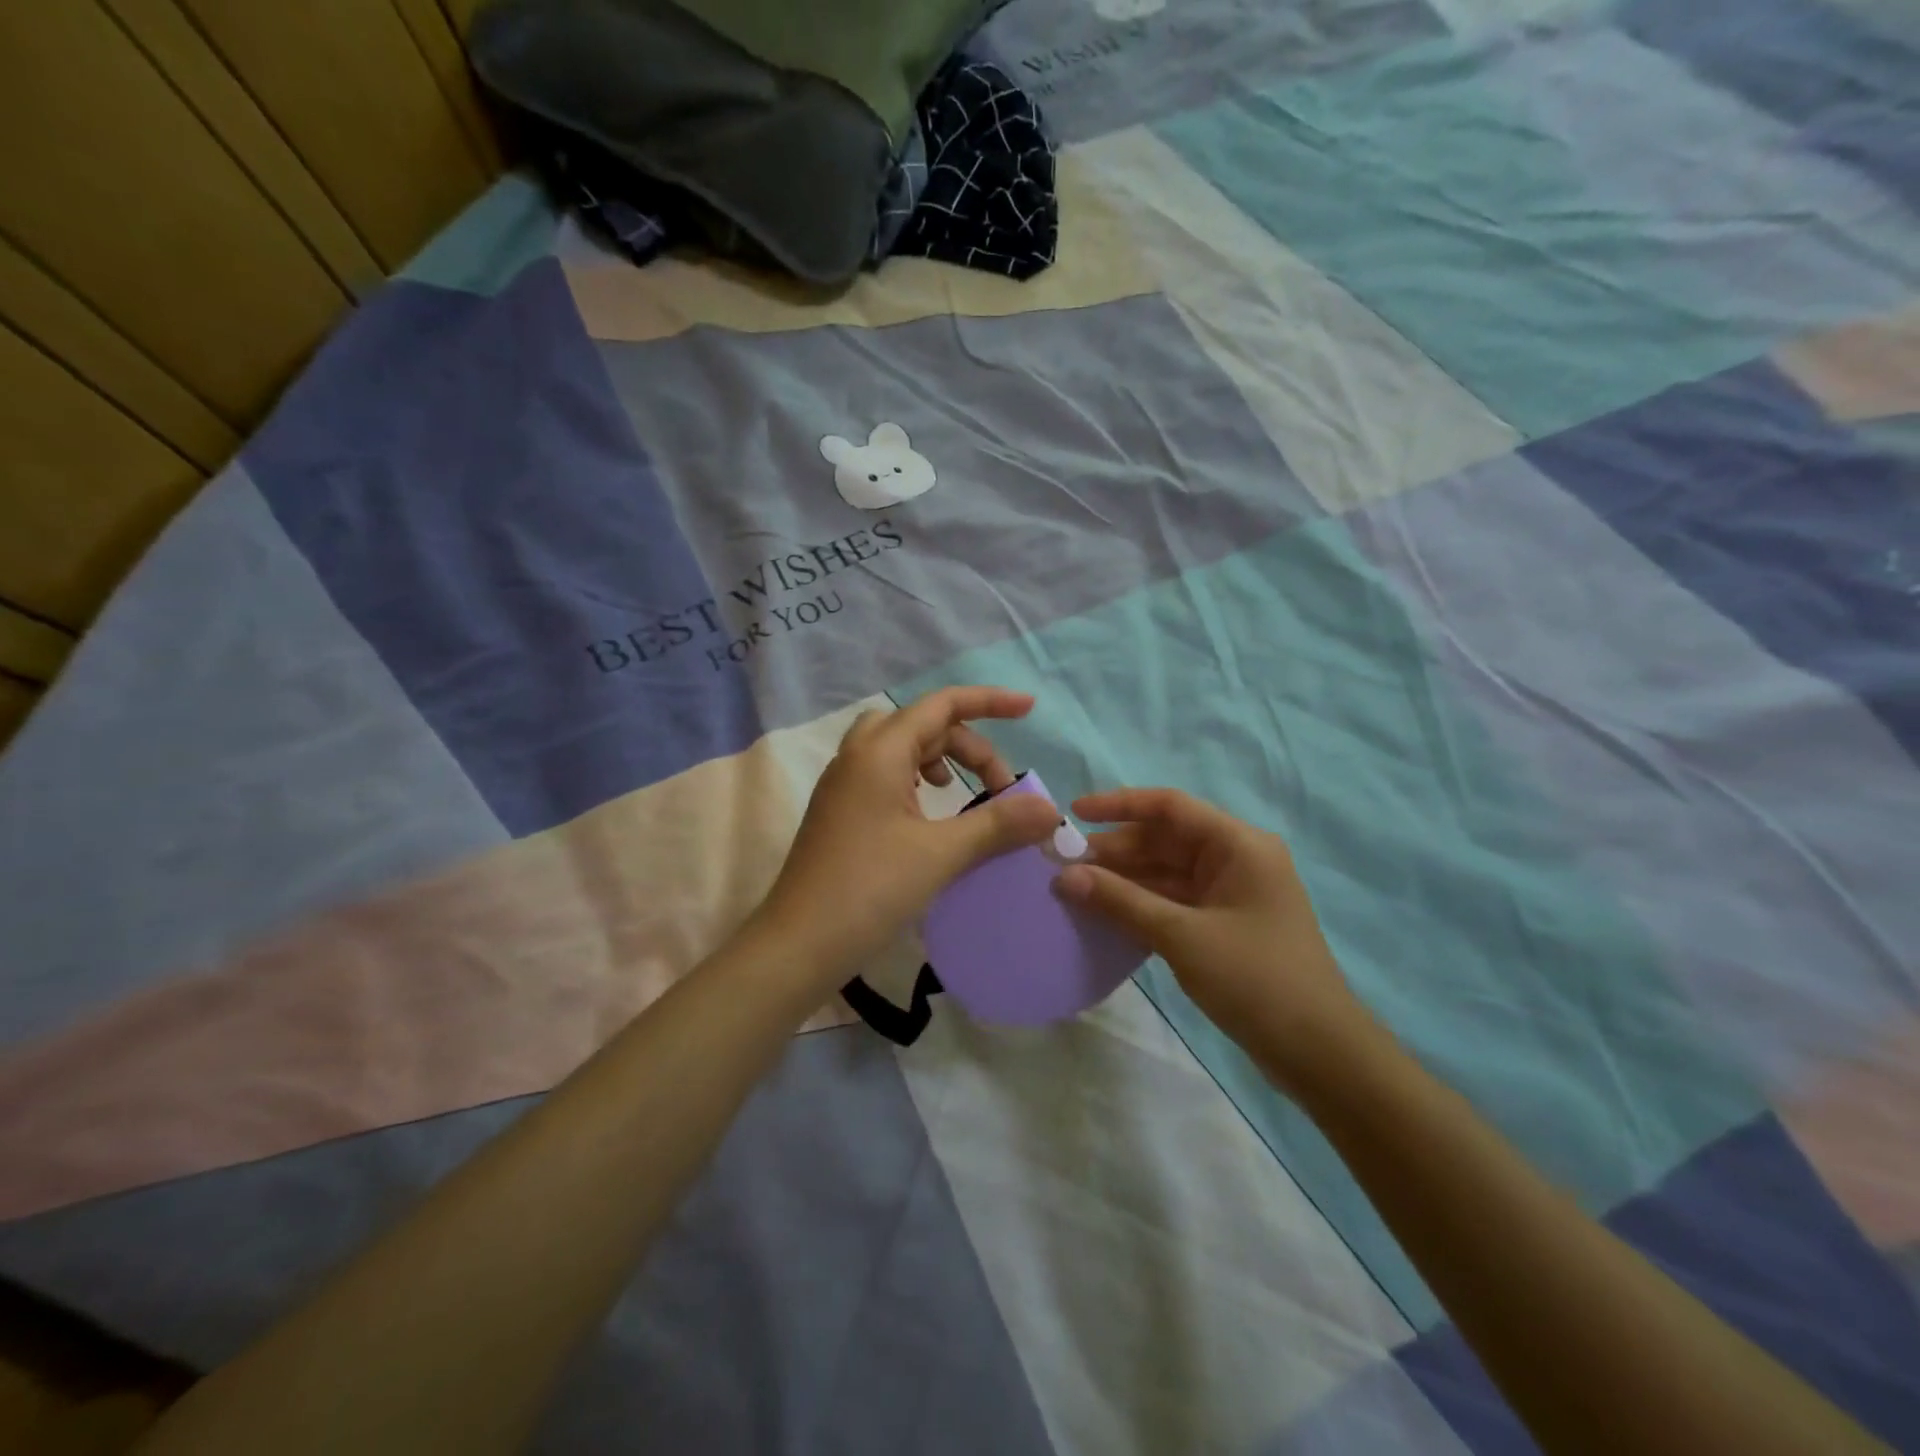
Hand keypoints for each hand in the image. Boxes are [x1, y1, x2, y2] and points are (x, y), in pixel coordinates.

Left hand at [760, 687, 1059, 978]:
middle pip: (923, 724)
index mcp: (879, 752)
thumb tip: (1050, 809)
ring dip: (939, 758)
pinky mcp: (839, 813)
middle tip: (1001, 789)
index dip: (989, 702)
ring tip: (960, 791)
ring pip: (899, 747)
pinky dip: (915, 780)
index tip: (1029, 709)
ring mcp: (843, 785)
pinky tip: (929, 815)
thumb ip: (998, 825)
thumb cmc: (869, 890)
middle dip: (968, 745)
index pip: (942, 705)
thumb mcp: (941, 855)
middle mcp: (857, 757)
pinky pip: (883, 774)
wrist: (797, 946)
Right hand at [1055, 788, 1372, 1092]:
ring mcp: (1230, 894)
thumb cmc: (1256, 979)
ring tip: (1073, 889)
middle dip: (1114, 850)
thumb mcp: (1182, 936)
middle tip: (1062, 864)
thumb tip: (1064, 877)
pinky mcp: (1223, 925)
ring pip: (1165, 873)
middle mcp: (1235, 859)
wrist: (1319, 1053)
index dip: (1119, 805)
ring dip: (1123, 880)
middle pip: (1164, 840)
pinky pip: (1173, 901)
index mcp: (1238, 845)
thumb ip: (1121, 901)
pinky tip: (1104, 915)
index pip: (1170, 807)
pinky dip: (1140, 905)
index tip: (1073, 813)